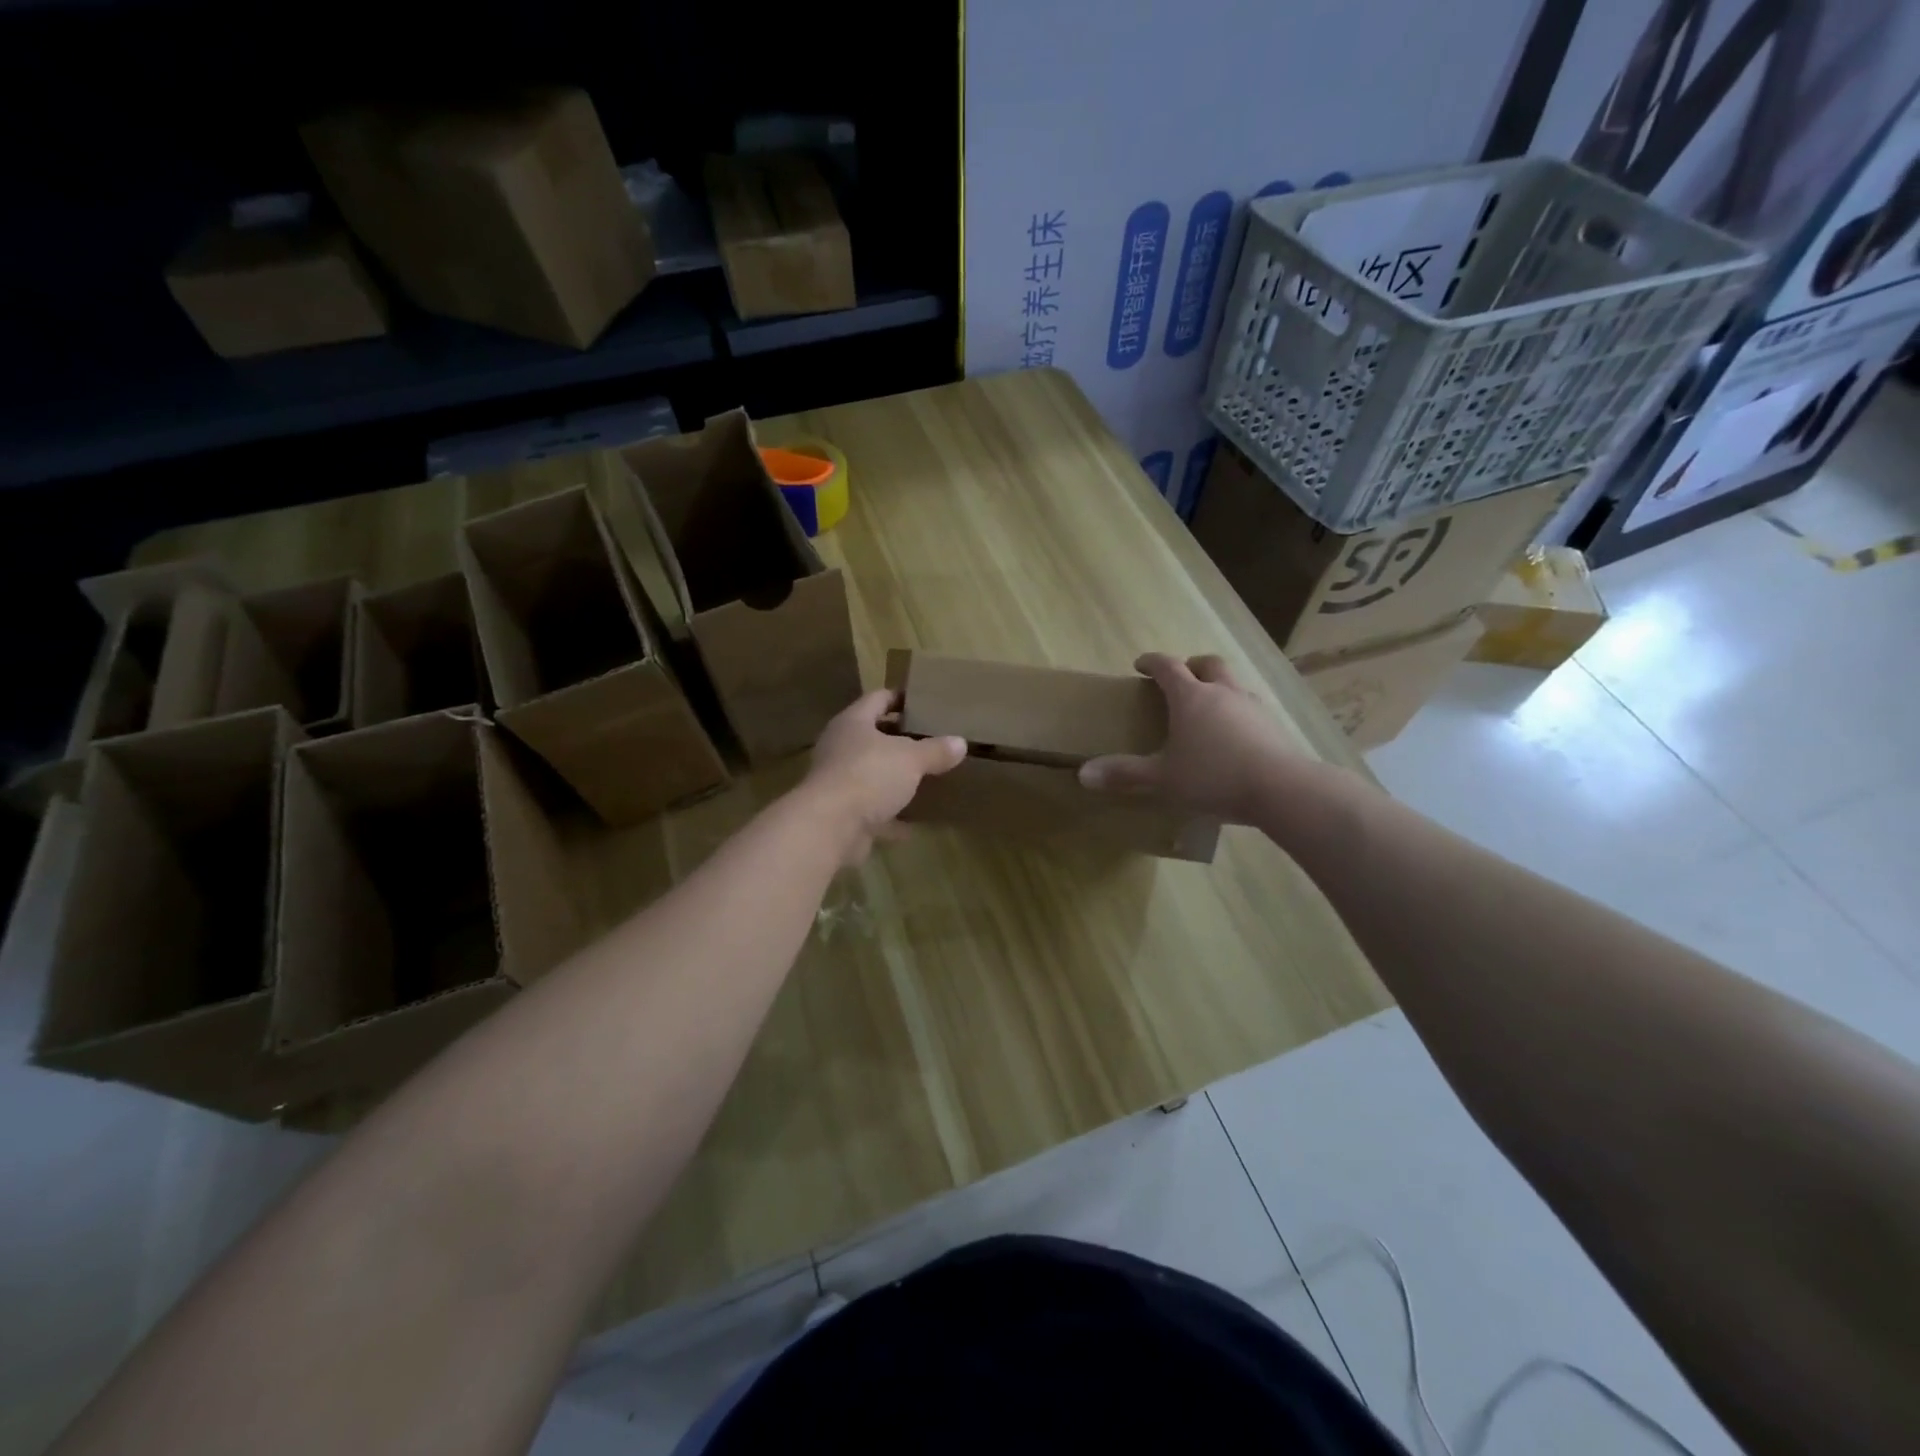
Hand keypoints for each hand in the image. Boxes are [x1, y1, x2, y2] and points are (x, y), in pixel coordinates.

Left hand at [802, 689, 966, 863]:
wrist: (830, 826)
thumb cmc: (869, 775)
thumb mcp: (911, 759)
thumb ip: (935, 751)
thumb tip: (960, 743)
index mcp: (853, 723)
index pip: (877, 699)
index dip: (899, 698)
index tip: (923, 701)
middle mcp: (840, 747)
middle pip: (872, 736)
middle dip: (899, 739)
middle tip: (930, 739)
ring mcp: (838, 781)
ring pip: (871, 773)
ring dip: (894, 778)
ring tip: (925, 777)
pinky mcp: (842, 813)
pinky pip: (873, 810)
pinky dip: (892, 815)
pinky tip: (916, 821)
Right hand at [1079, 654, 1298, 824]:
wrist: (1281, 788)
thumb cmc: (1213, 777)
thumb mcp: (1162, 779)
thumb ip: (1124, 774)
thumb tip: (1083, 773)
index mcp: (1191, 697)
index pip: (1167, 666)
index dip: (1152, 662)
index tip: (1140, 665)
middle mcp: (1222, 692)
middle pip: (1207, 663)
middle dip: (1191, 666)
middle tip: (1179, 679)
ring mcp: (1252, 706)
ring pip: (1233, 683)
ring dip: (1217, 686)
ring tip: (1208, 708)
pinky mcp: (1273, 725)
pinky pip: (1250, 707)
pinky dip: (1237, 711)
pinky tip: (1234, 734)